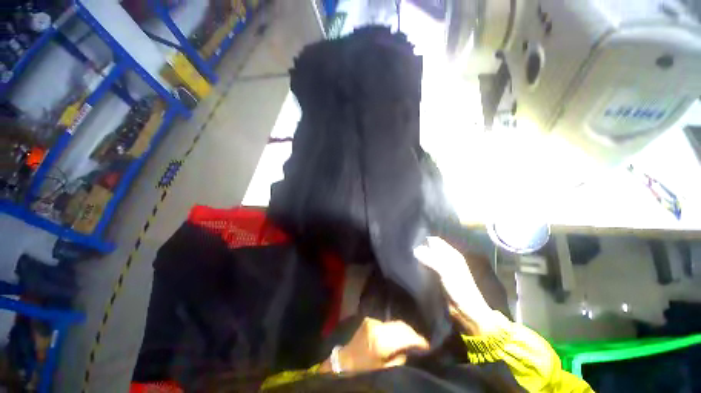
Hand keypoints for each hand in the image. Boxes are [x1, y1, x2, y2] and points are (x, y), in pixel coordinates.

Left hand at [321, 318, 428, 373]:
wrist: (345, 360)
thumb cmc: (364, 368)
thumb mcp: (384, 369)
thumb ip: (399, 359)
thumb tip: (411, 351)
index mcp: (381, 341)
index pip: (405, 336)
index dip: (418, 340)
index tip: (427, 346)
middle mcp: (378, 327)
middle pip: (401, 326)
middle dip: (412, 334)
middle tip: (421, 342)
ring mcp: (373, 321)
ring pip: (394, 323)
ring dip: (404, 330)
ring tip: (411, 339)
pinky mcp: (369, 320)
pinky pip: (386, 323)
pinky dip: (393, 329)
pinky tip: (396, 335)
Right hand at [414, 237, 495, 333]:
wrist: (466, 313)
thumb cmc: (459, 289)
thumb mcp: (446, 271)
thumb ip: (431, 259)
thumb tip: (415, 250)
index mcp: (452, 254)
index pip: (435, 241)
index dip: (424, 239)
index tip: (410, 240)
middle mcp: (446, 259)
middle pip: (430, 248)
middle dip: (420, 247)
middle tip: (406, 248)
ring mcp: (442, 269)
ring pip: (427, 257)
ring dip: (419, 257)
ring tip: (406, 256)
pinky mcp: (437, 278)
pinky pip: (426, 267)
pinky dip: (420, 266)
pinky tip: (412, 266)